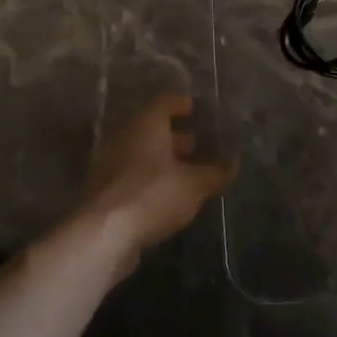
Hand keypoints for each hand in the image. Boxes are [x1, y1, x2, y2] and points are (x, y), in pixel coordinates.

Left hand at [78, 95, 235, 264]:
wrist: (104, 234)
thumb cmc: (153, 194)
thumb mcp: (194, 184)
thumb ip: (215, 172)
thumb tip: (233, 163)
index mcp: (144, 125)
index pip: (163, 102)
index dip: (180, 104)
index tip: (195, 110)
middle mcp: (123, 137)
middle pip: (150, 129)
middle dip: (174, 136)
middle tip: (196, 144)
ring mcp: (108, 164)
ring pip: (140, 154)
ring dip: (161, 160)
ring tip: (186, 173)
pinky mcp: (103, 191)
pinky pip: (131, 176)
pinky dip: (149, 179)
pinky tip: (166, 195)